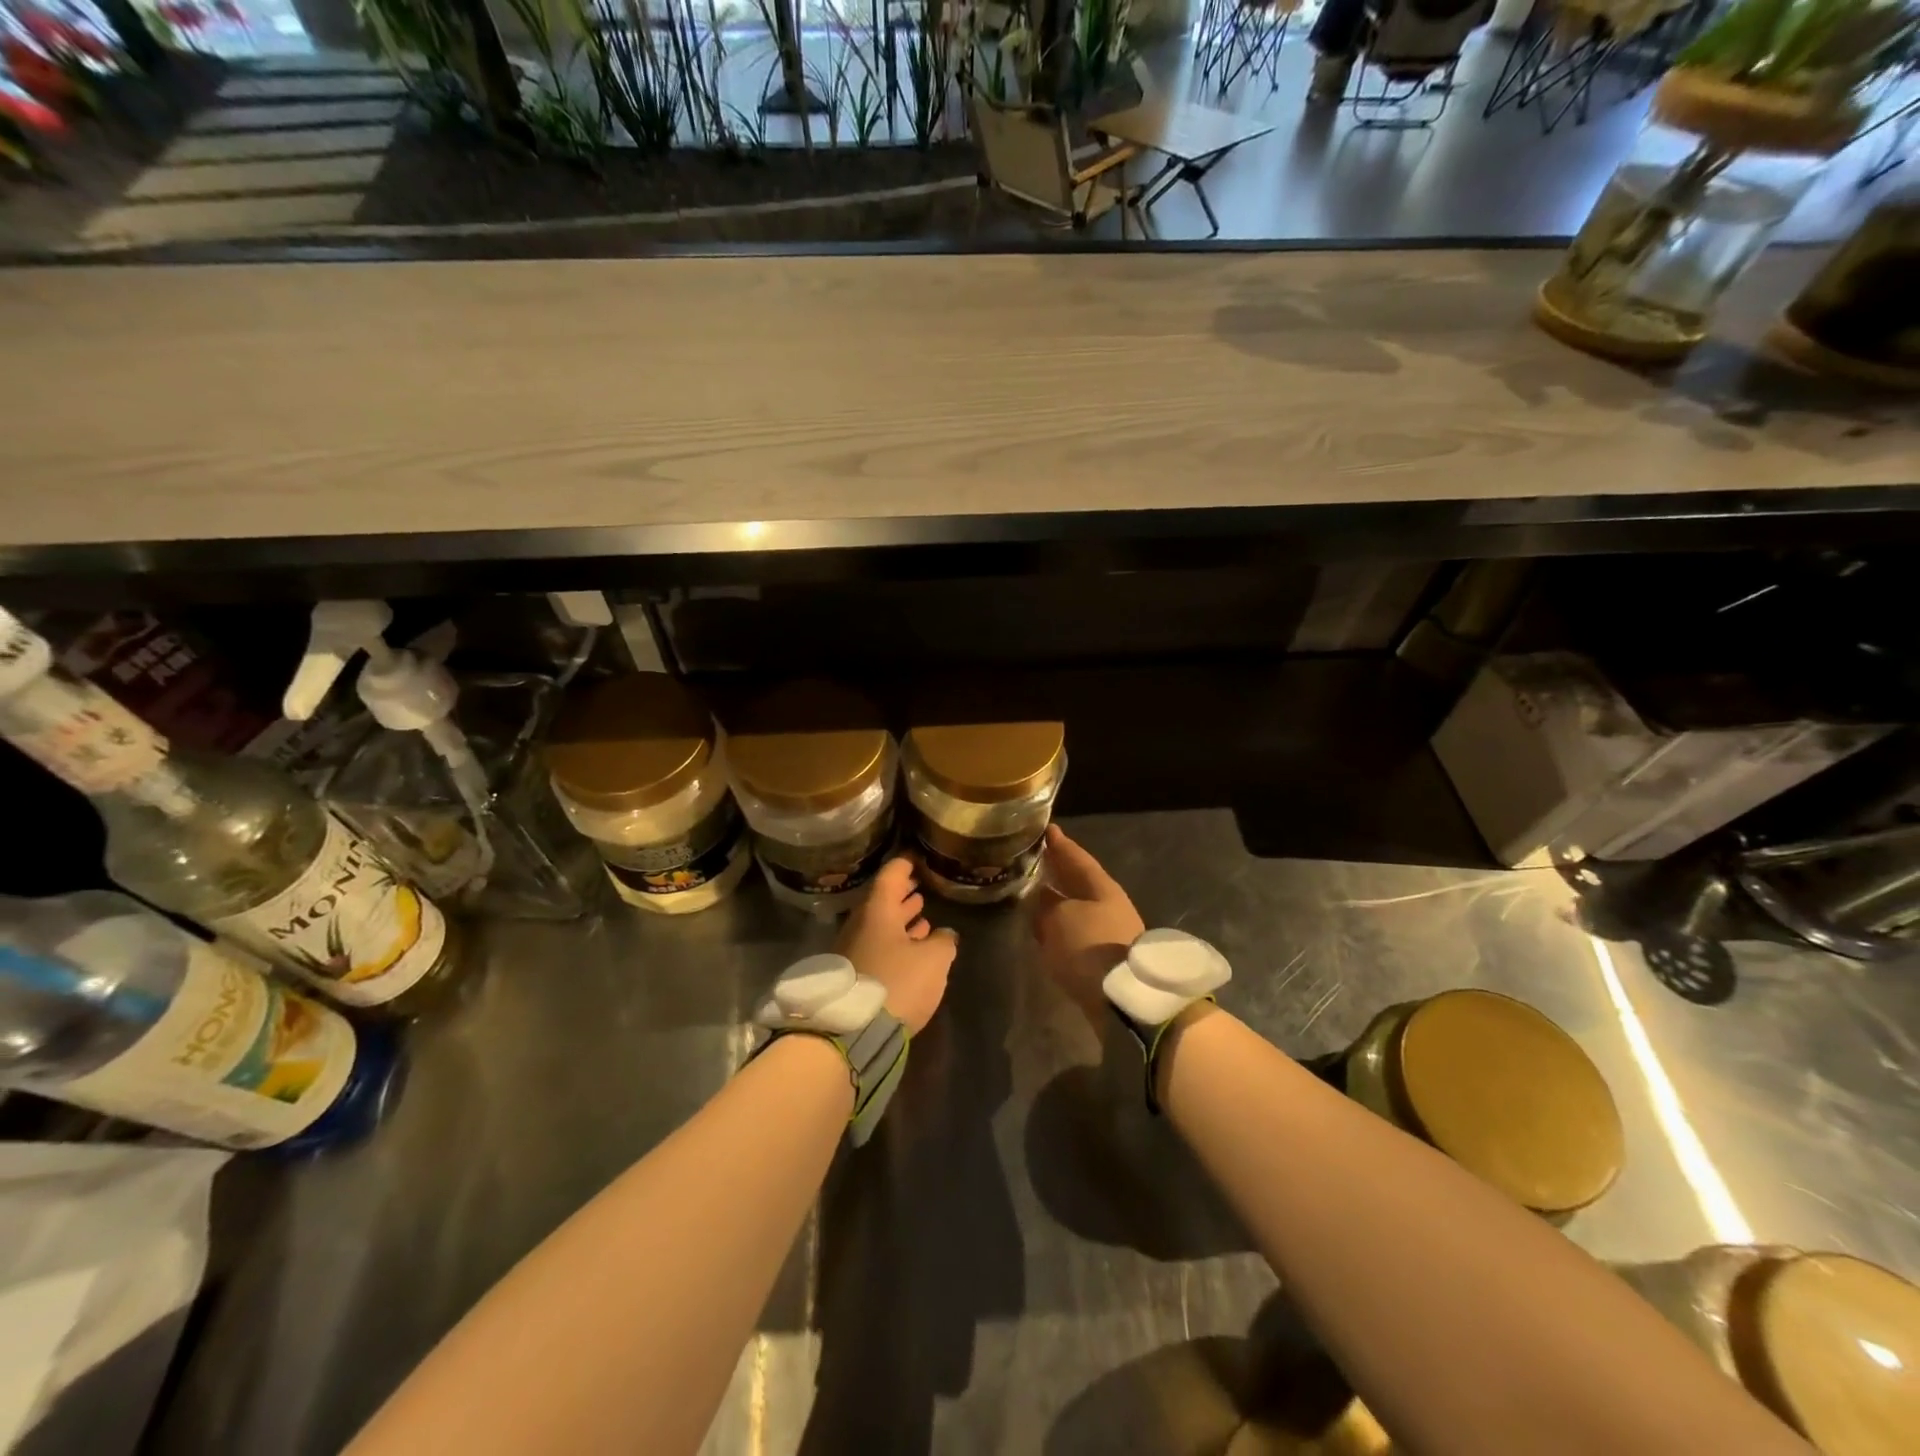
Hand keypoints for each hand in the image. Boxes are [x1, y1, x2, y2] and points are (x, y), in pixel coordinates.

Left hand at [837, 858, 956, 1034]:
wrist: (851, 1032)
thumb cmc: (896, 983)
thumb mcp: (933, 960)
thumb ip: (943, 942)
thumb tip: (944, 935)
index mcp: (878, 911)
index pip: (891, 875)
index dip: (906, 865)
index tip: (917, 858)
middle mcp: (860, 925)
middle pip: (882, 901)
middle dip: (903, 894)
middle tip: (920, 887)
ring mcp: (852, 951)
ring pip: (879, 927)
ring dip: (900, 921)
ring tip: (921, 917)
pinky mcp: (853, 976)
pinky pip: (876, 948)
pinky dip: (894, 942)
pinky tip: (910, 950)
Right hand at [1031, 825, 1143, 1023]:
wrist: (1123, 999)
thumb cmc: (1090, 946)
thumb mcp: (1059, 918)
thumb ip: (1046, 904)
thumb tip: (1041, 896)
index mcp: (1101, 887)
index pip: (1077, 858)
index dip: (1060, 844)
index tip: (1047, 829)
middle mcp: (1108, 905)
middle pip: (1079, 882)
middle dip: (1058, 871)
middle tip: (1036, 858)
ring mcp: (1109, 932)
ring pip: (1076, 907)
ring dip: (1057, 901)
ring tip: (1033, 894)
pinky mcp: (1105, 959)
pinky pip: (1076, 932)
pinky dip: (1060, 926)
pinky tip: (1045, 928)